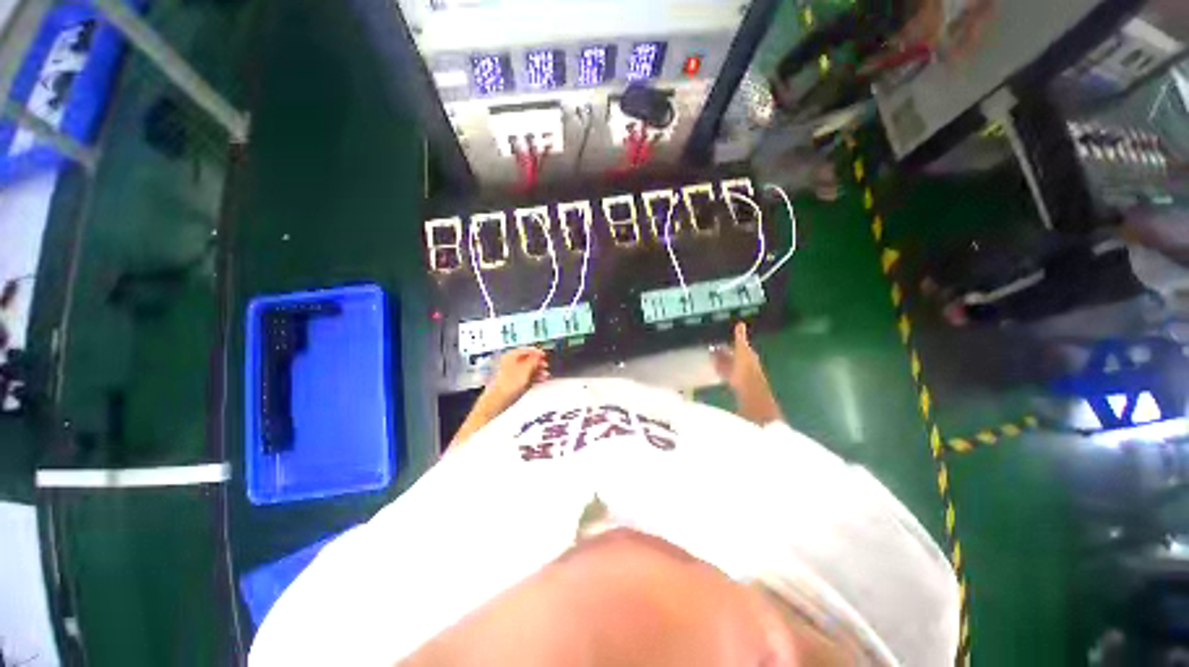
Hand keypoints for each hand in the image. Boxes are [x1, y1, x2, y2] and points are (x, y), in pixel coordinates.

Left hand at [481, 347, 549, 415]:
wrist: (499, 400)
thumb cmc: (508, 384)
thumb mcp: (525, 369)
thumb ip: (533, 360)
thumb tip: (538, 355)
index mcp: (510, 356)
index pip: (526, 350)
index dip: (536, 352)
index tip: (544, 355)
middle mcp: (510, 363)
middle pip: (527, 360)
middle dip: (538, 363)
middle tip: (546, 365)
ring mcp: (511, 373)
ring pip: (527, 369)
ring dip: (537, 370)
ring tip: (545, 374)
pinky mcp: (513, 383)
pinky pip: (526, 377)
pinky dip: (533, 377)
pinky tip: (540, 380)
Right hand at [712, 323, 781, 424]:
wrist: (749, 390)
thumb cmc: (746, 368)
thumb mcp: (742, 349)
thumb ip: (740, 337)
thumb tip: (740, 323)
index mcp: (749, 353)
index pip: (740, 344)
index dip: (732, 341)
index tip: (721, 337)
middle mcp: (746, 362)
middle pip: (734, 354)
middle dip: (725, 351)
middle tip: (712, 346)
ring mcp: (740, 372)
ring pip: (729, 363)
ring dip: (721, 360)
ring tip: (710, 356)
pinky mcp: (734, 382)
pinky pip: (726, 372)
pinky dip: (720, 369)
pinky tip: (714, 368)